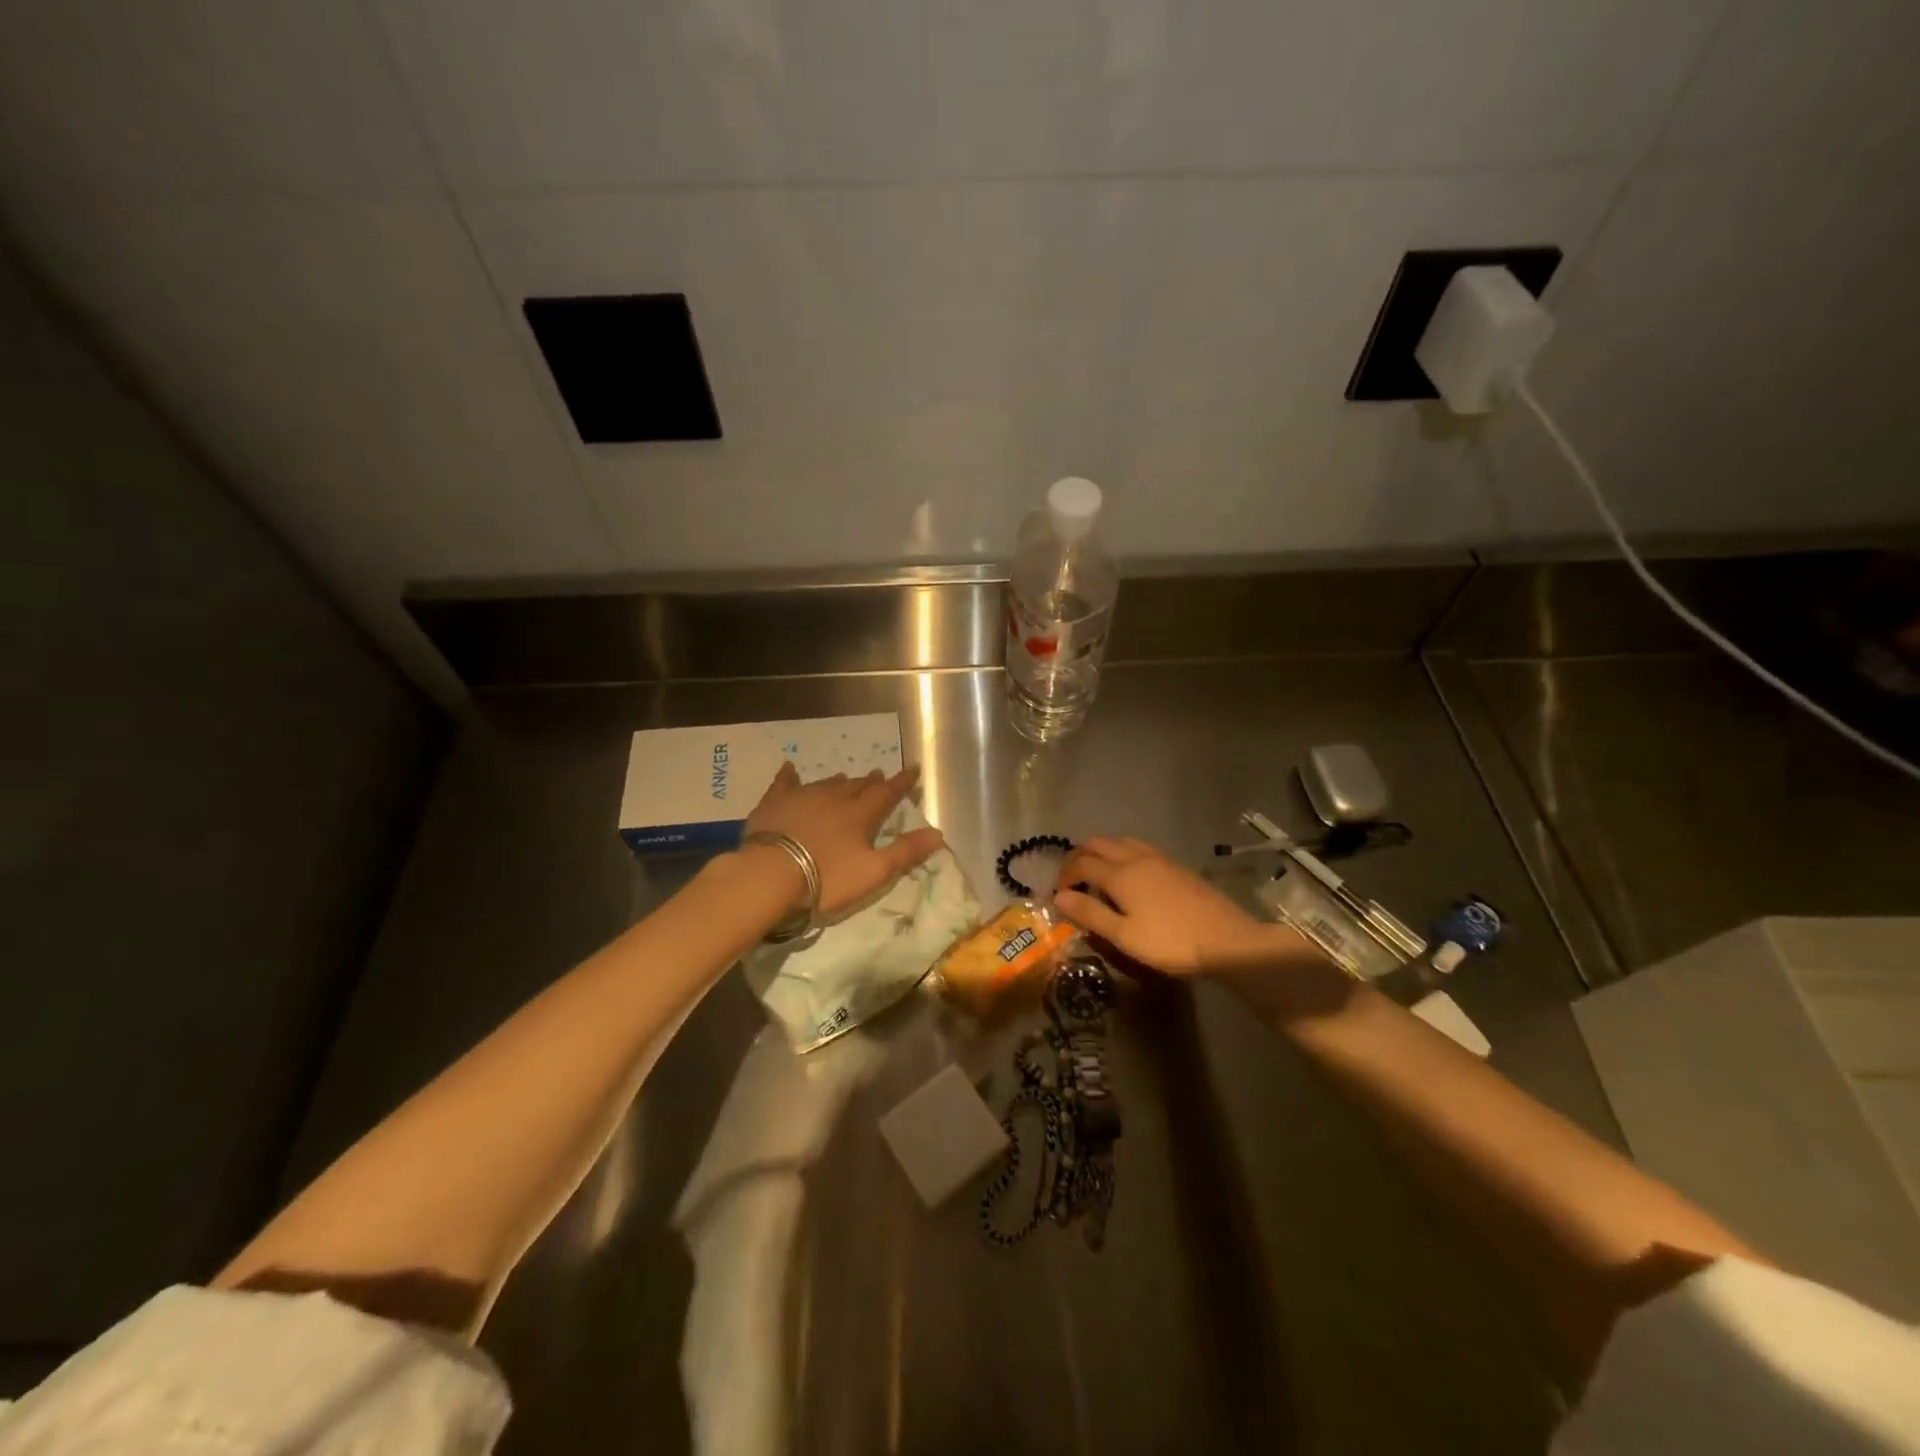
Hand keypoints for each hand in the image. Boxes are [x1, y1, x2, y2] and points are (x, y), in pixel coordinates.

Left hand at [745, 762, 945, 917]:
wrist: (770, 873)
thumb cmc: (827, 876)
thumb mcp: (874, 871)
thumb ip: (906, 852)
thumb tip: (938, 833)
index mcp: (861, 814)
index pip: (887, 793)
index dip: (902, 783)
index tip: (913, 769)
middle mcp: (835, 798)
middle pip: (858, 786)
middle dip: (871, 782)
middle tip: (879, 776)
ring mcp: (803, 796)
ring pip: (827, 783)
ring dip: (840, 781)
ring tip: (847, 777)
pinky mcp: (775, 802)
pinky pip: (784, 783)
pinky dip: (790, 775)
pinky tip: (789, 768)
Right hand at [1054, 837, 1290, 974]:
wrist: (1227, 940)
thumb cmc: (1170, 941)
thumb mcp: (1124, 936)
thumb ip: (1090, 914)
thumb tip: (1060, 897)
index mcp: (1120, 874)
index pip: (1081, 863)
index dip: (1065, 876)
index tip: (1058, 894)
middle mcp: (1136, 858)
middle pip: (1098, 844)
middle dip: (1079, 857)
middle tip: (1073, 881)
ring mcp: (1158, 859)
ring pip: (1120, 841)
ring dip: (1102, 852)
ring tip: (1098, 874)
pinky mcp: (1175, 866)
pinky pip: (1138, 848)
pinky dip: (1122, 854)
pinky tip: (1129, 876)